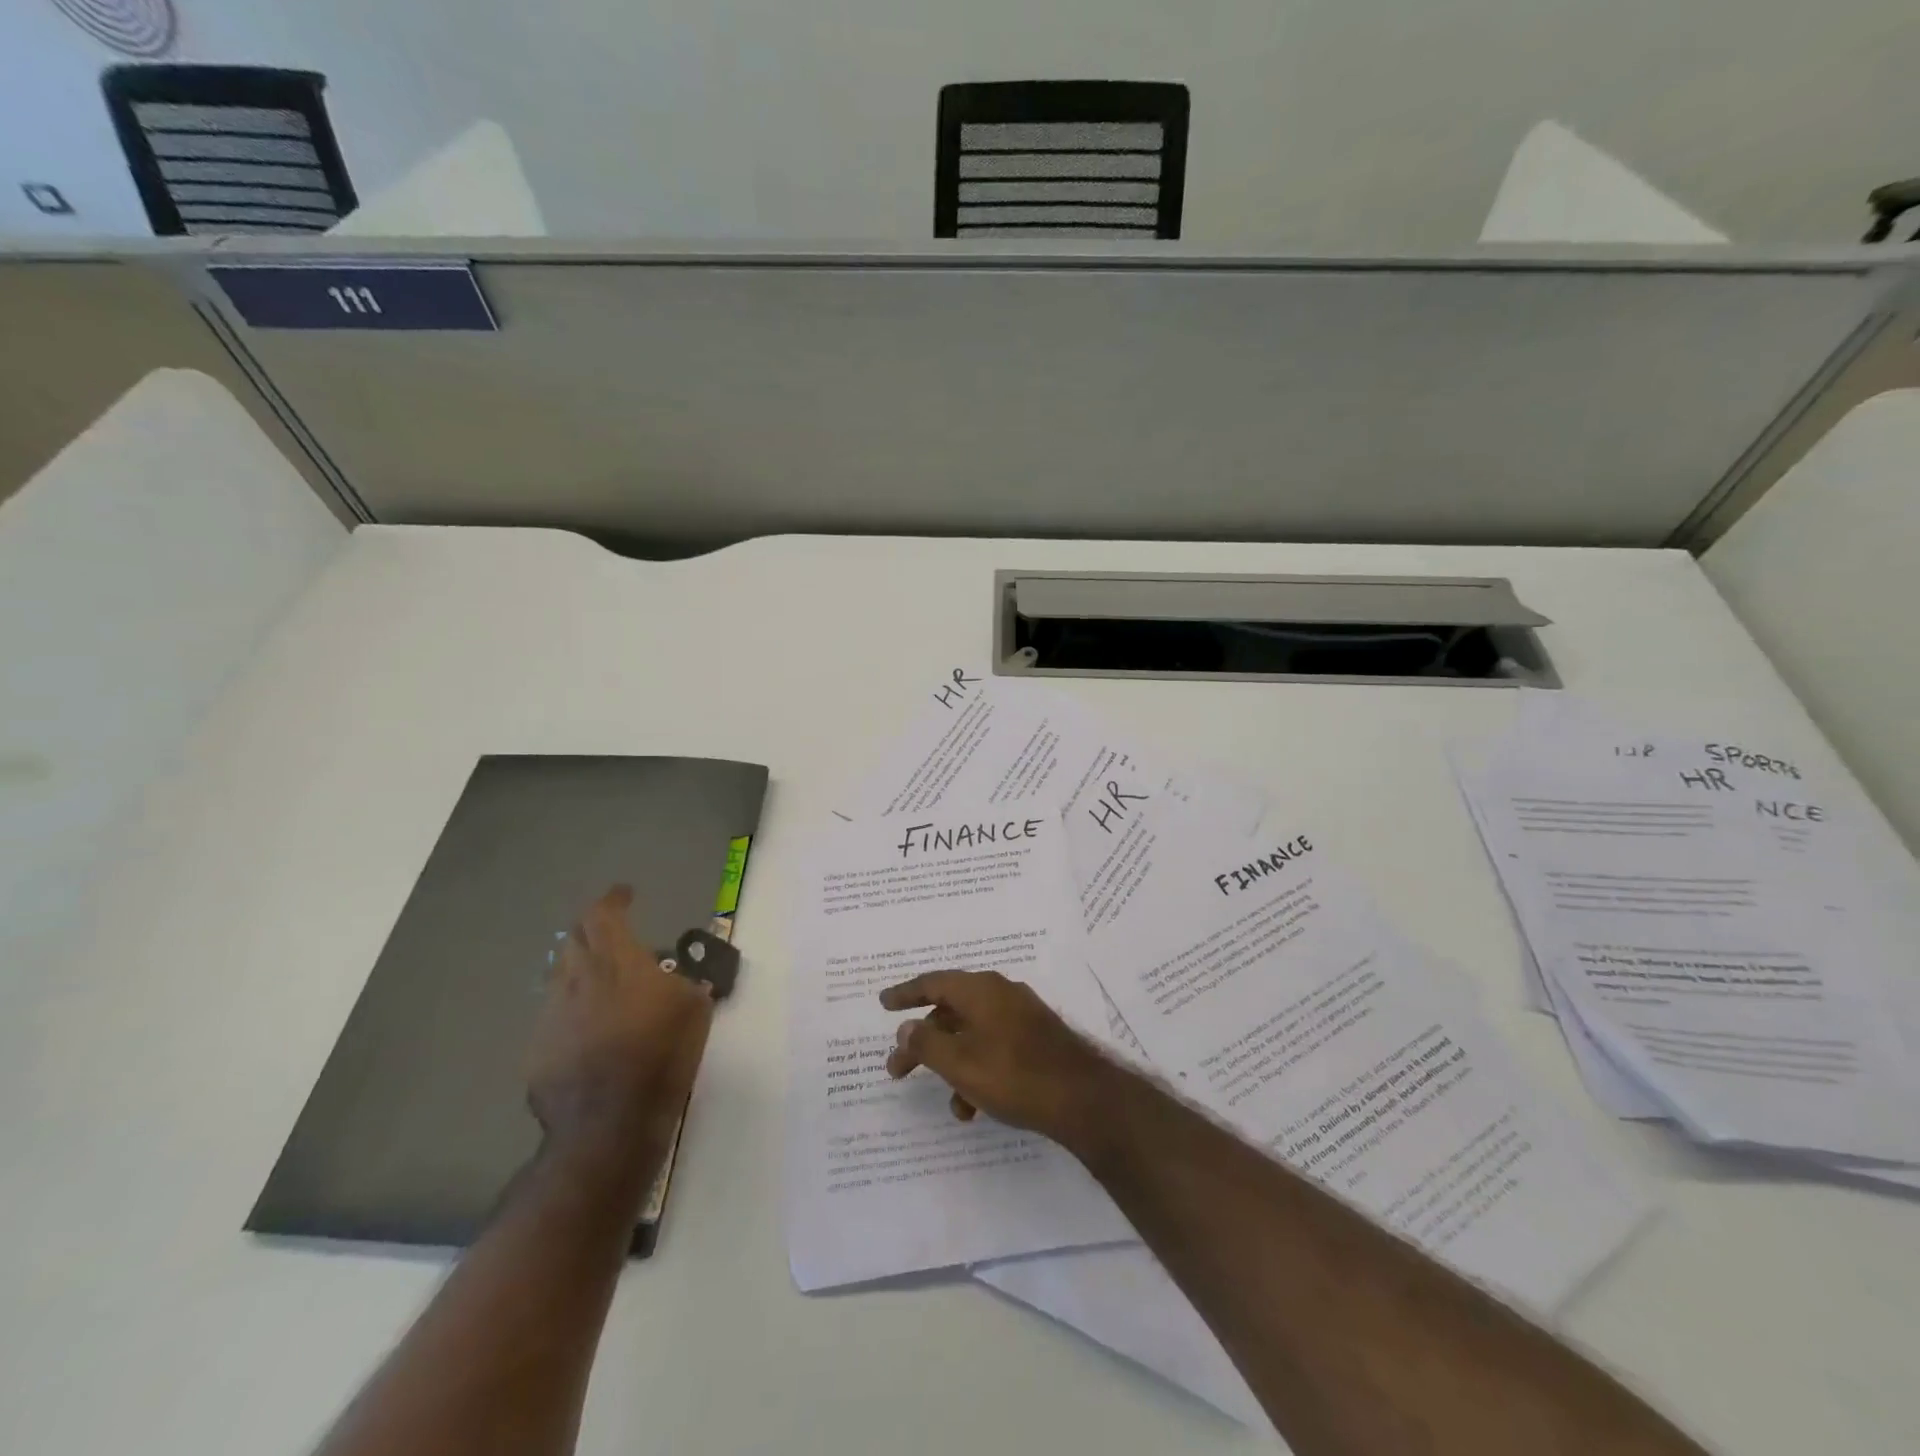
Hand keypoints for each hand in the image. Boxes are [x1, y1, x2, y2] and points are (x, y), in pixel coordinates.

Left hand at [527, 885, 714, 1174]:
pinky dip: (571, 1008)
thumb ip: (683, 981)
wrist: (608, 1123)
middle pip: (576, 938)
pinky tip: (588, 1028)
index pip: (604, 914)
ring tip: (600, 980)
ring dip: (580, 967)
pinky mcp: (536, 1047)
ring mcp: (550, 1014)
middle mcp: (577, 978)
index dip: (613, 899)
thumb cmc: (661, 1055)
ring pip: (560, 974)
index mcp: (617, 961)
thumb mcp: (695, 1008)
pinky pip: (554, 1014)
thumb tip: (673, 978)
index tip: (624, 894)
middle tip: (612, 934)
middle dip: (593, 929)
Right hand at [879, 970, 1118, 1149]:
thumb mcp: (959, 1063)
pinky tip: (976, 1106)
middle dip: (923, 1042)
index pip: (933, 982)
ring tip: (948, 1102)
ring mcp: (1021, 1014)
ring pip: (972, 1033)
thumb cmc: (1013, 1075)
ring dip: (952, 1064)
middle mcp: (1000, 993)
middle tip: (897, 1070)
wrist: (1082, 1098)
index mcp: (980, 989)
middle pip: (950, 1010)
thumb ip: (926, 1043)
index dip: (905, 993)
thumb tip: (906, 1027)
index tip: (883, 1003)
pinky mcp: (1036, 1038)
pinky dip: (978, 1069)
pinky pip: (994, 1046)